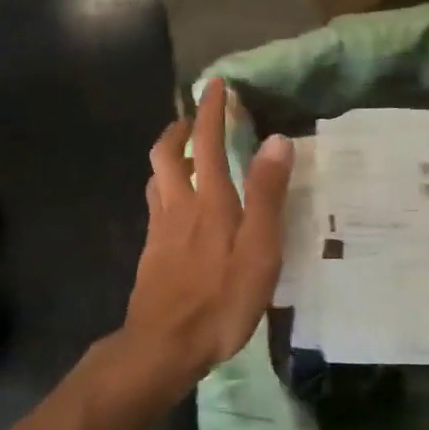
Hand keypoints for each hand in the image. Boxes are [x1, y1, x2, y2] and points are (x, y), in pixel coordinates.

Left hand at [118, 77, 292, 388]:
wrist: (163, 345)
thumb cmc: (220, 300)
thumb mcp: (259, 251)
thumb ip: (267, 195)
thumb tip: (276, 140)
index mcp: (209, 201)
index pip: (206, 141)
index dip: (211, 110)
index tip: (216, 85)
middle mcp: (178, 206)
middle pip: (166, 154)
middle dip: (179, 129)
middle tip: (193, 119)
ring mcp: (160, 230)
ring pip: (156, 179)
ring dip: (168, 157)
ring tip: (185, 155)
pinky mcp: (152, 253)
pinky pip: (156, 206)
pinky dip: (166, 190)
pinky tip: (179, 208)